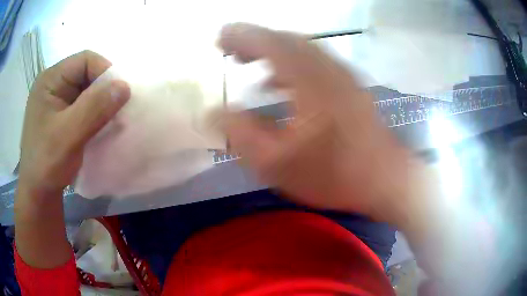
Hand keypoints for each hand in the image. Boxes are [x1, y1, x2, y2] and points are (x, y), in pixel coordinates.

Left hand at [17, 50, 129, 201]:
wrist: (38, 194)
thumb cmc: (47, 164)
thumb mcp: (69, 135)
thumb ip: (94, 108)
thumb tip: (125, 86)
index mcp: (50, 79)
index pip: (85, 60)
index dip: (105, 73)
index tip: (119, 96)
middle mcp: (52, 84)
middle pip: (86, 73)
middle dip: (103, 90)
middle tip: (115, 111)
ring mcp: (55, 100)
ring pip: (85, 90)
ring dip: (99, 104)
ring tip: (108, 121)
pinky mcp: (59, 115)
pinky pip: (82, 105)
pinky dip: (93, 114)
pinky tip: (97, 127)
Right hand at [219, 24, 419, 222]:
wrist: (386, 179)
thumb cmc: (334, 174)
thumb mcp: (277, 164)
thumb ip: (240, 134)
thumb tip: (212, 112)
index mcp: (308, 78)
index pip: (268, 42)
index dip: (240, 35)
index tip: (219, 37)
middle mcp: (327, 66)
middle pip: (286, 39)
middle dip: (254, 39)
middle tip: (230, 50)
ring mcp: (343, 74)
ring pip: (302, 48)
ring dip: (273, 49)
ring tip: (249, 61)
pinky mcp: (351, 85)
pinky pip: (315, 61)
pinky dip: (292, 63)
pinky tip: (281, 82)